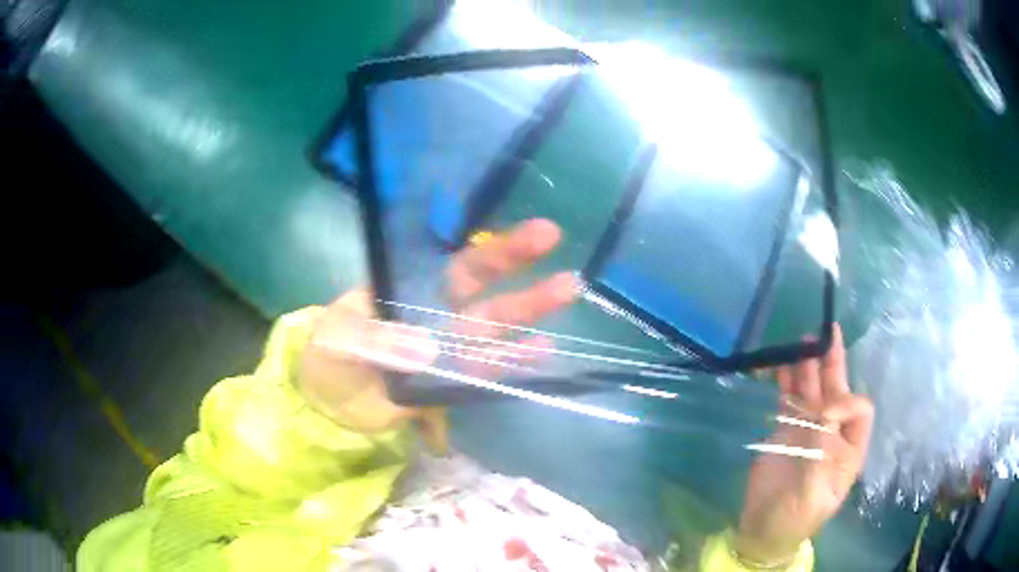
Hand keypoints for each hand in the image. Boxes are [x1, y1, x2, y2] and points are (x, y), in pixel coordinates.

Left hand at [297, 219, 576, 434]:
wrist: (330, 402)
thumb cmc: (330, 356)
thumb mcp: (341, 338)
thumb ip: (377, 340)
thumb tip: (426, 348)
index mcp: (412, 290)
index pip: (459, 265)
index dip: (495, 250)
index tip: (533, 234)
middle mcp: (438, 312)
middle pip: (485, 288)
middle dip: (520, 266)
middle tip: (555, 242)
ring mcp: (450, 347)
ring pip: (495, 326)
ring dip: (529, 312)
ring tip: (569, 290)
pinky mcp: (452, 381)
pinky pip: (486, 369)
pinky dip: (513, 360)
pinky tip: (543, 348)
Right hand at [736, 325, 873, 563]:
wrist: (762, 532)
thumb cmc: (794, 519)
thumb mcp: (813, 494)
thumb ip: (821, 452)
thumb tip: (823, 410)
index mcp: (848, 449)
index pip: (858, 410)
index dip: (845, 402)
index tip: (823, 410)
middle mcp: (832, 433)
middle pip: (837, 392)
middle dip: (832, 364)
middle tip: (824, 334)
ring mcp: (808, 430)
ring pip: (811, 391)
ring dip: (807, 366)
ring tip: (800, 342)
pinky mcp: (785, 431)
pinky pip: (788, 400)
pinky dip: (784, 381)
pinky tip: (778, 365)